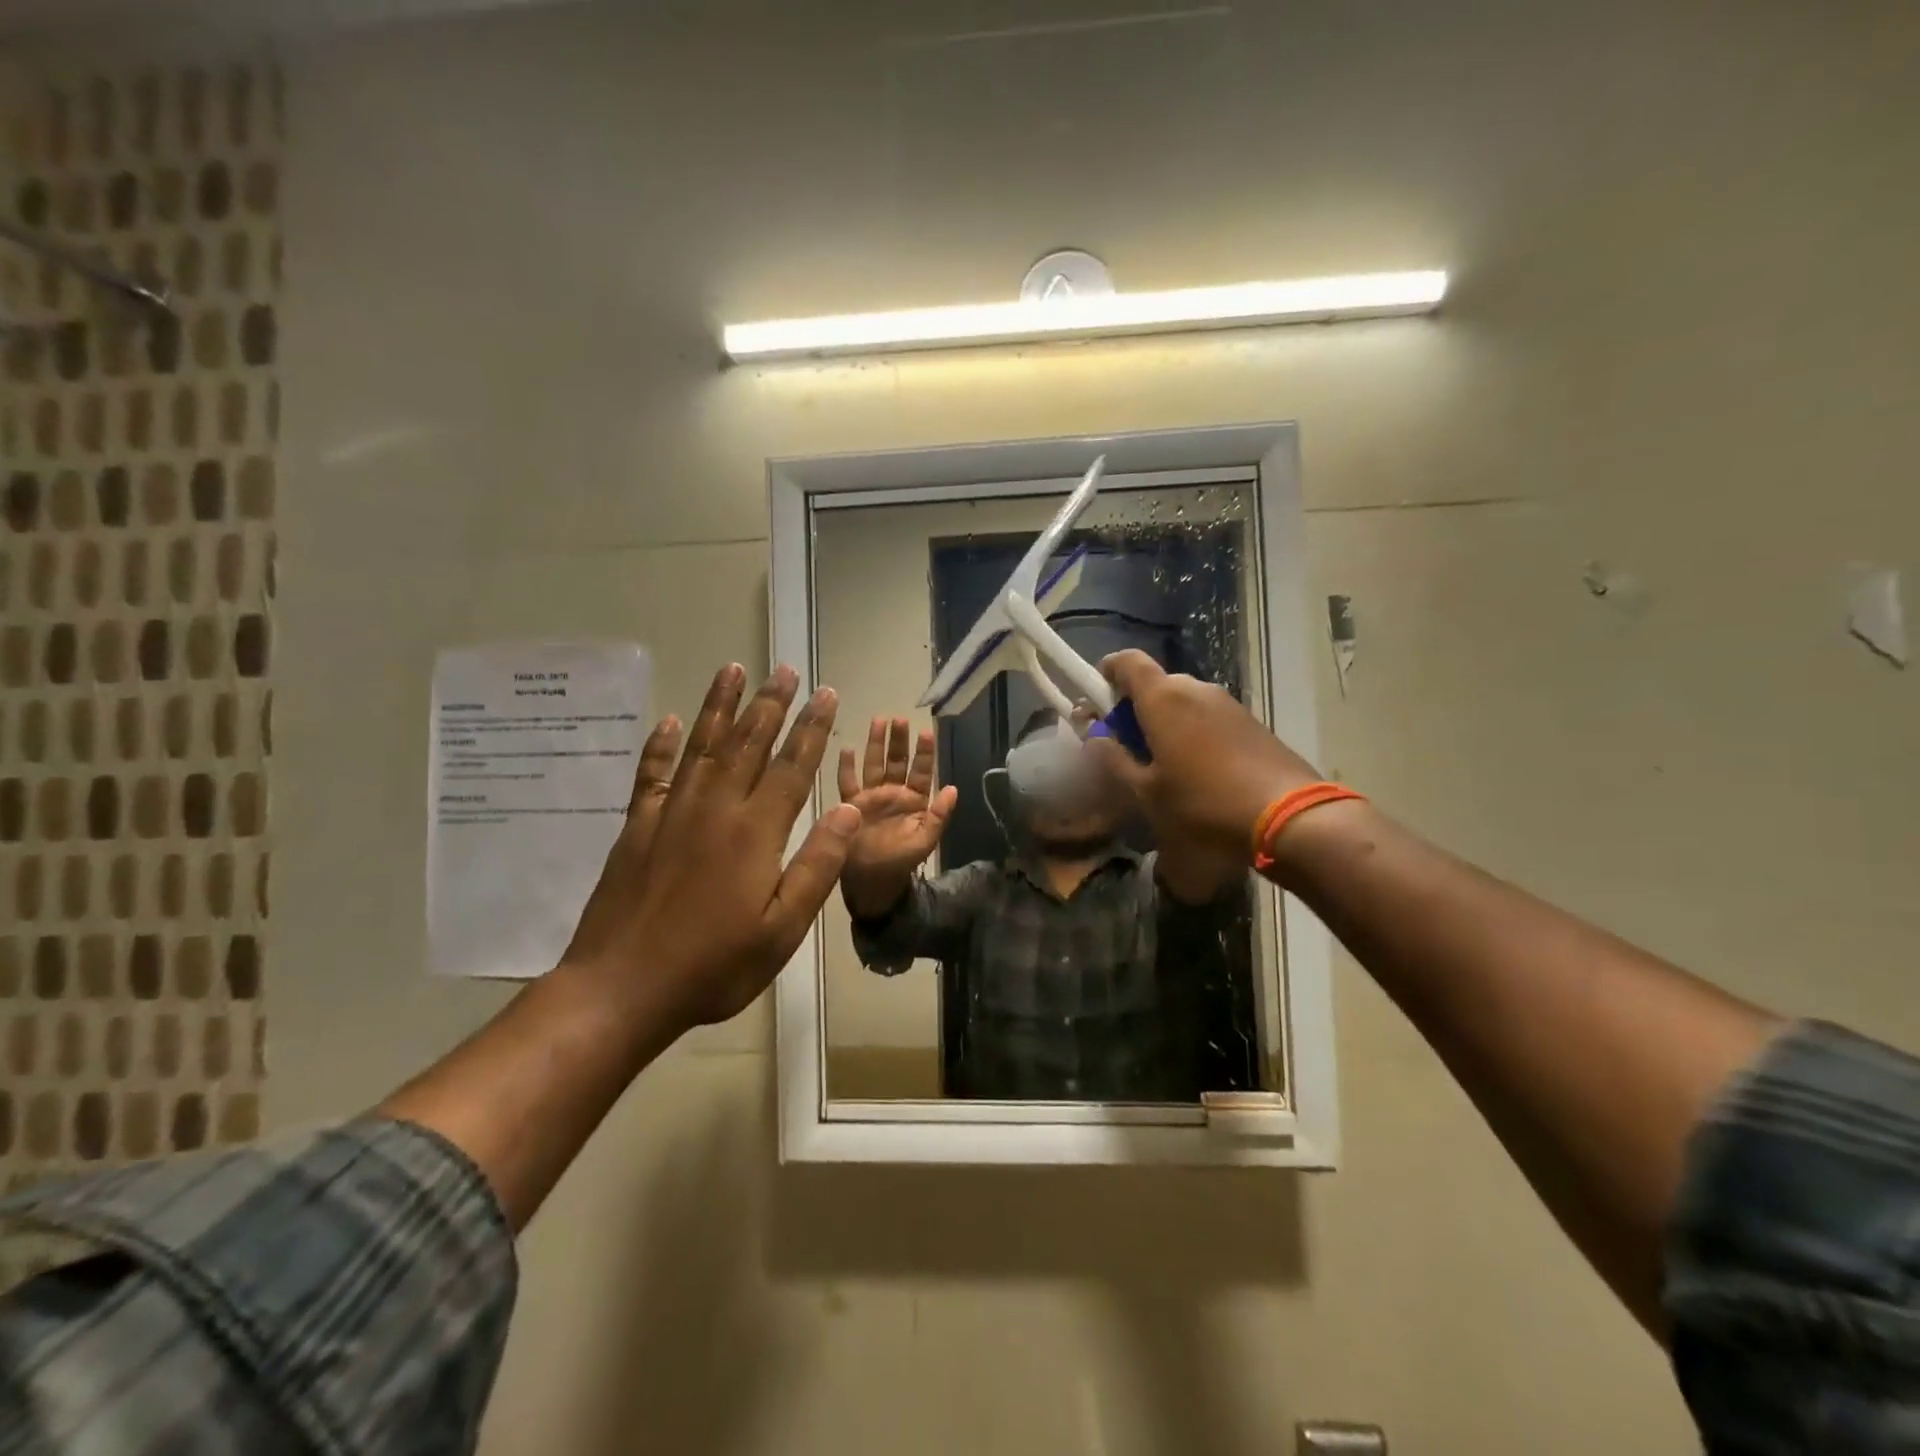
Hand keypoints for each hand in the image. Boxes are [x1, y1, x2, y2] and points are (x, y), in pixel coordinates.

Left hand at [562, 664, 860, 1029]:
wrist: (622, 989)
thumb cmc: (714, 966)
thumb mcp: (782, 929)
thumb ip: (817, 865)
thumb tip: (847, 810)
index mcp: (755, 832)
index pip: (791, 766)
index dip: (812, 728)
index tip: (825, 694)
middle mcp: (715, 808)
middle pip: (748, 743)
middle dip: (771, 703)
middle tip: (784, 669)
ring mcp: (671, 813)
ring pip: (702, 745)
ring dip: (720, 706)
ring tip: (733, 670)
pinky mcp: (637, 827)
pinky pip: (651, 775)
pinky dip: (659, 746)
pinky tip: (667, 722)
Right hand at [836, 718, 957, 890]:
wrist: (872, 882)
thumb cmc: (901, 862)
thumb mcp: (925, 840)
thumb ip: (939, 815)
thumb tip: (954, 788)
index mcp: (914, 800)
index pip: (921, 771)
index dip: (924, 753)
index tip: (926, 732)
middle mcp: (893, 793)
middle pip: (896, 761)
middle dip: (899, 740)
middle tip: (900, 718)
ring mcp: (871, 797)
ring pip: (874, 764)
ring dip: (876, 744)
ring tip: (878, 720)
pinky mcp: (851, 804)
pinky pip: (848, 782)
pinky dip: (846, 766)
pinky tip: (846, 748)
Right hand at [1087, 651, 1322, 859]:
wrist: (1289, 818)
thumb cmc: (1203, 804)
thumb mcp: (1146, 792)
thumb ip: (1115, 760)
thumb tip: (1097, 737)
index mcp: (1163, 698)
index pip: (1126, 661)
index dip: (1107, 673)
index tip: (1097, 699)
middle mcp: (1196, 688)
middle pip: (1155, 684)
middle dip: (1135, 708)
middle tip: (1126, 747)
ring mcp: (1228, 704)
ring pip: (1184, 702)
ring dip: (1166, 723)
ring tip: (1163, 766)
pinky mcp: (1251, 722)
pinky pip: (1209, 717)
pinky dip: (1193, 733)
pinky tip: (1198, 773)